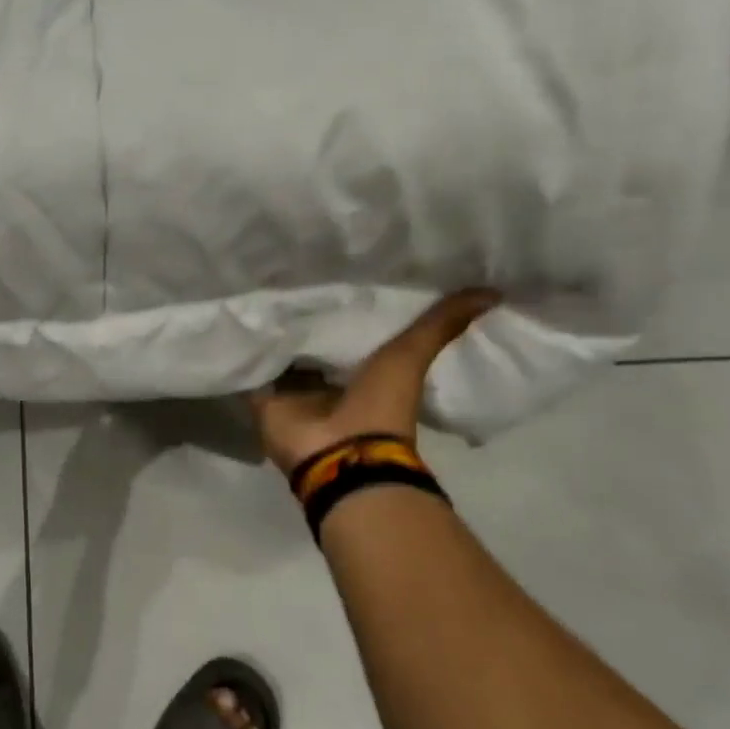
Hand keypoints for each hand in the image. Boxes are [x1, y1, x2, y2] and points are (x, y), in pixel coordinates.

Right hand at [250, 290, 499, 473]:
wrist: (341, 457)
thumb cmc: (380, 408)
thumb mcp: (411, 356)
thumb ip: (441, 325)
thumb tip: (493, 291)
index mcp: (361, 372)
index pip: (348, 332)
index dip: (343, 307)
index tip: (333, 271)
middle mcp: (325, 381)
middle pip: (311, 343)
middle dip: (302, 318)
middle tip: (288, 274)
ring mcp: (292, 393)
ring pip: (279, 355)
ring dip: (272, 333)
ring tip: (256, 290)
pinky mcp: (263, 400)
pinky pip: (251, 371)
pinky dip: (245, 353)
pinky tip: (236, 322)